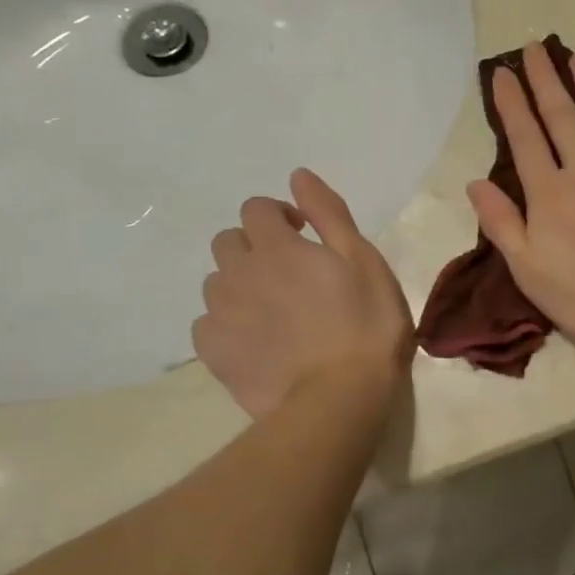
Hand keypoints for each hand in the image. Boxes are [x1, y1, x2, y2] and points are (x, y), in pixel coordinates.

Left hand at [194, 168, 412, 419]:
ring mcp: (221, 314)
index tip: (305, 235)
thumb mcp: (363, 260)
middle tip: (291, 274)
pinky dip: (228, 323)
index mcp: (278, 247)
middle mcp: (239, 273)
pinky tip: (257, 341)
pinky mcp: (213, 352)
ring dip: (240, 284)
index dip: (279, 215)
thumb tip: (297, 176)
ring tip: (275, 311)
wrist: (338, 397)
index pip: (256, 209)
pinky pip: (208, 323)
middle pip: (228, 242)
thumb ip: (328, 214)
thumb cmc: (366, 324)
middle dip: (255, 246)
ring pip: (217, 282)